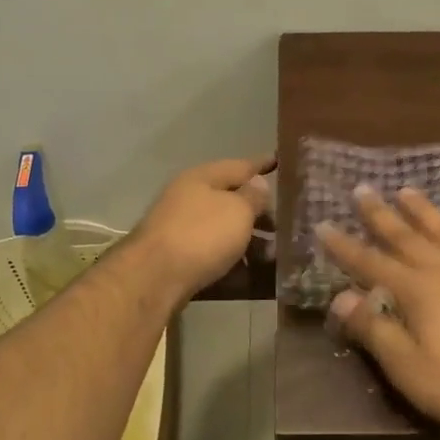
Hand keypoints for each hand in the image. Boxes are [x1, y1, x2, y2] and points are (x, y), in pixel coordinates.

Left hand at [135, 156, 274, 300]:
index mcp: (201, 178)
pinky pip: (213, 254)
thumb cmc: (202, 235)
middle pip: (230, 200)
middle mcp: (188, 199)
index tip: (280, 161)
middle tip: (285, 225)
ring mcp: (181, 229)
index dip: (262, 164)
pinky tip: (252, 274)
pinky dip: (233, 260)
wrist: (154, 278)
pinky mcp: (178, 258)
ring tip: (274, 256)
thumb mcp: (237, 210)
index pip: (239, 166)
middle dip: (258, 212)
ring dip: (249, 240)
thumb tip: (257, 183)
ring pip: (223, 230)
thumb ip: (252, 196)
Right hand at [317, 186, 439, 438]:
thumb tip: (339, 297)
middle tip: (362, 189)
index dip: (345, 247)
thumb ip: (375, 331)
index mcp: (418, 293)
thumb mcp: (411, 369)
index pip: (371, 264)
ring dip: (425, 211)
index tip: (323, 225)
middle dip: (381, 215)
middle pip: (407, 238)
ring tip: (407, 190)